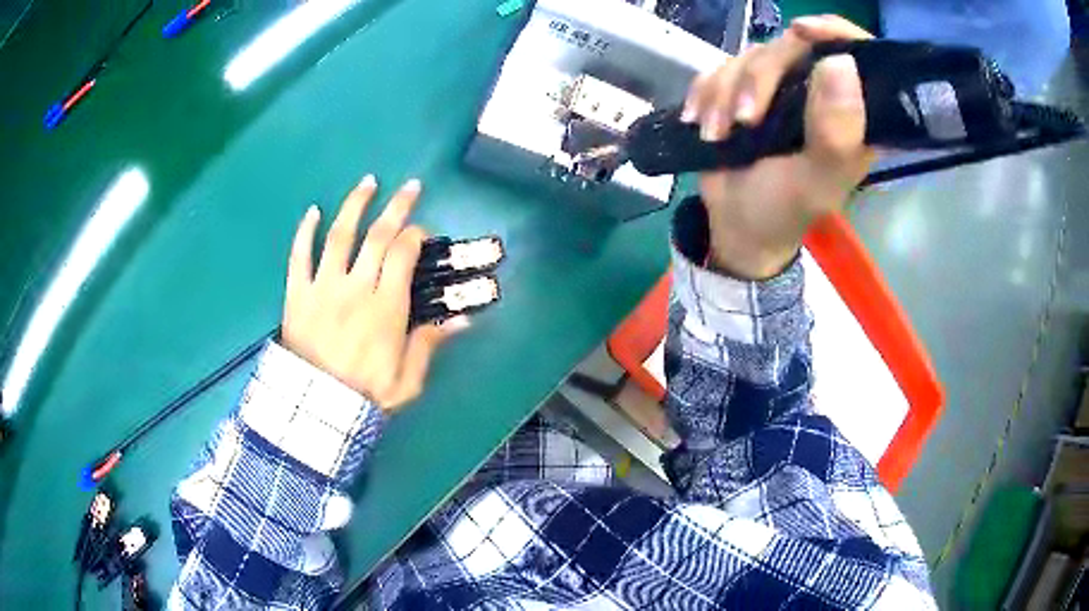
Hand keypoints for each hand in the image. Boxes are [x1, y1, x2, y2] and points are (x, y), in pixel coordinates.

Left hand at [281, 175, 468, 412]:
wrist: (317, 410)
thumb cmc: (365, 395)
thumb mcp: (407, 381)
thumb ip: (430, 346)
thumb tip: (463, 319)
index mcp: (386, 307)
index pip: (403, 255)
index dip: (415, 235)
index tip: (421, 230)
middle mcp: (356, 287)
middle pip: (378, 236)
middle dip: (397, 207)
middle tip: (410, 186)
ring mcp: (323, 287)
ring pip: (340, 236)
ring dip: (355, 205)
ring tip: (368, 183)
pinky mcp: (297, 294)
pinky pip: (299, 257)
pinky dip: (304, 232)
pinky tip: (313, 211)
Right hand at [681, 15, 874, 278]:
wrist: (736, 223)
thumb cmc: (784, 209)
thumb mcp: (815, 181)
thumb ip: (835, 132)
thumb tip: (841, 62)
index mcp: (853, 113)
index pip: (857, 53)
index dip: (833, 33)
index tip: (804, 32)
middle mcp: (821, 92)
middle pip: (793, 45)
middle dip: (760, 78)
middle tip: (744, 119)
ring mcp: (783, 87)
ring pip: (752, 55)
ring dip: (726, 92)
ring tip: (718, 133)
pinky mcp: (747, 89)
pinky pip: (721, 67)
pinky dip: (706, 92)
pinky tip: (700, 121)